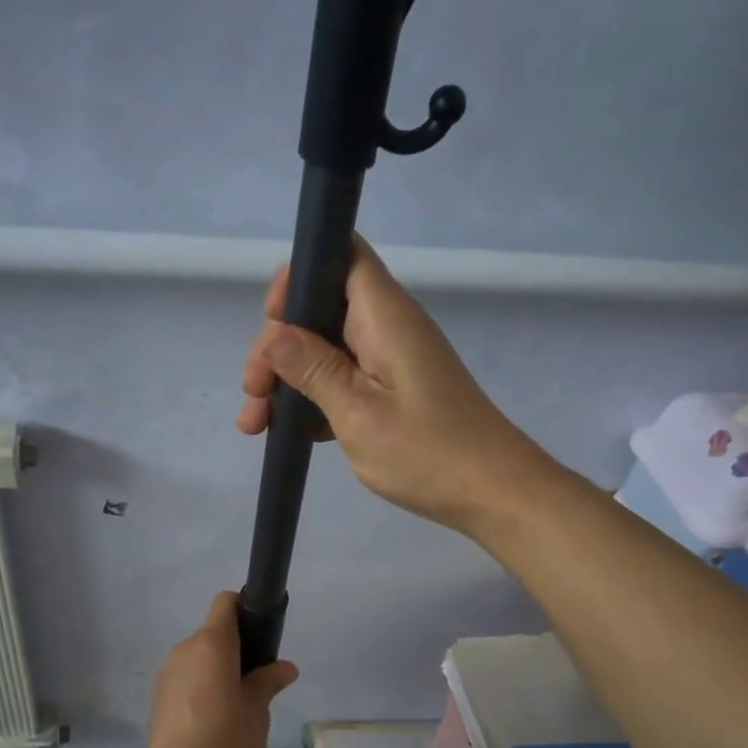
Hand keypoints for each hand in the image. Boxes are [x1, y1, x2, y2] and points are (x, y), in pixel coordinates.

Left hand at [143, 593, 298, 747]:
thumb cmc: (228, 740)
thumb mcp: (257, 710)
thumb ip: (268, 682)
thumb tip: (285, 667)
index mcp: (210, 644)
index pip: (225, 603)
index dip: (244, 609)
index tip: (261, 633)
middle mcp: (183, 651)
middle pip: (212, 635)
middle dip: (234, 650)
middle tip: (257, 681)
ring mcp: (166, 677)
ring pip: (197, 661)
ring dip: (216, 673)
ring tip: (236, 708)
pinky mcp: (157, 702)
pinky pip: (185, 683)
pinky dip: (200, 691)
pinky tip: (214, 724)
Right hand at [236, 238, 553, 535]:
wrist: (494, 493)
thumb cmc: (427, 453)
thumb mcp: (357, 413)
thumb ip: (313, 368)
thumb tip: (273, 335)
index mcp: (384, 316)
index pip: (340, 255)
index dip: (299, 276)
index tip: (271, 323)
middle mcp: (388, 327)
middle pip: (322, 308)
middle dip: (279, 344)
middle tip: (253, 394)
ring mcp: (392, 360)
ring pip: (327, 349)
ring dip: (289, 379)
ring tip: (256, 424)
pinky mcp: (394, 390)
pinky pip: (344, 378)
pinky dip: (314, 399)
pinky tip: (290, 433)